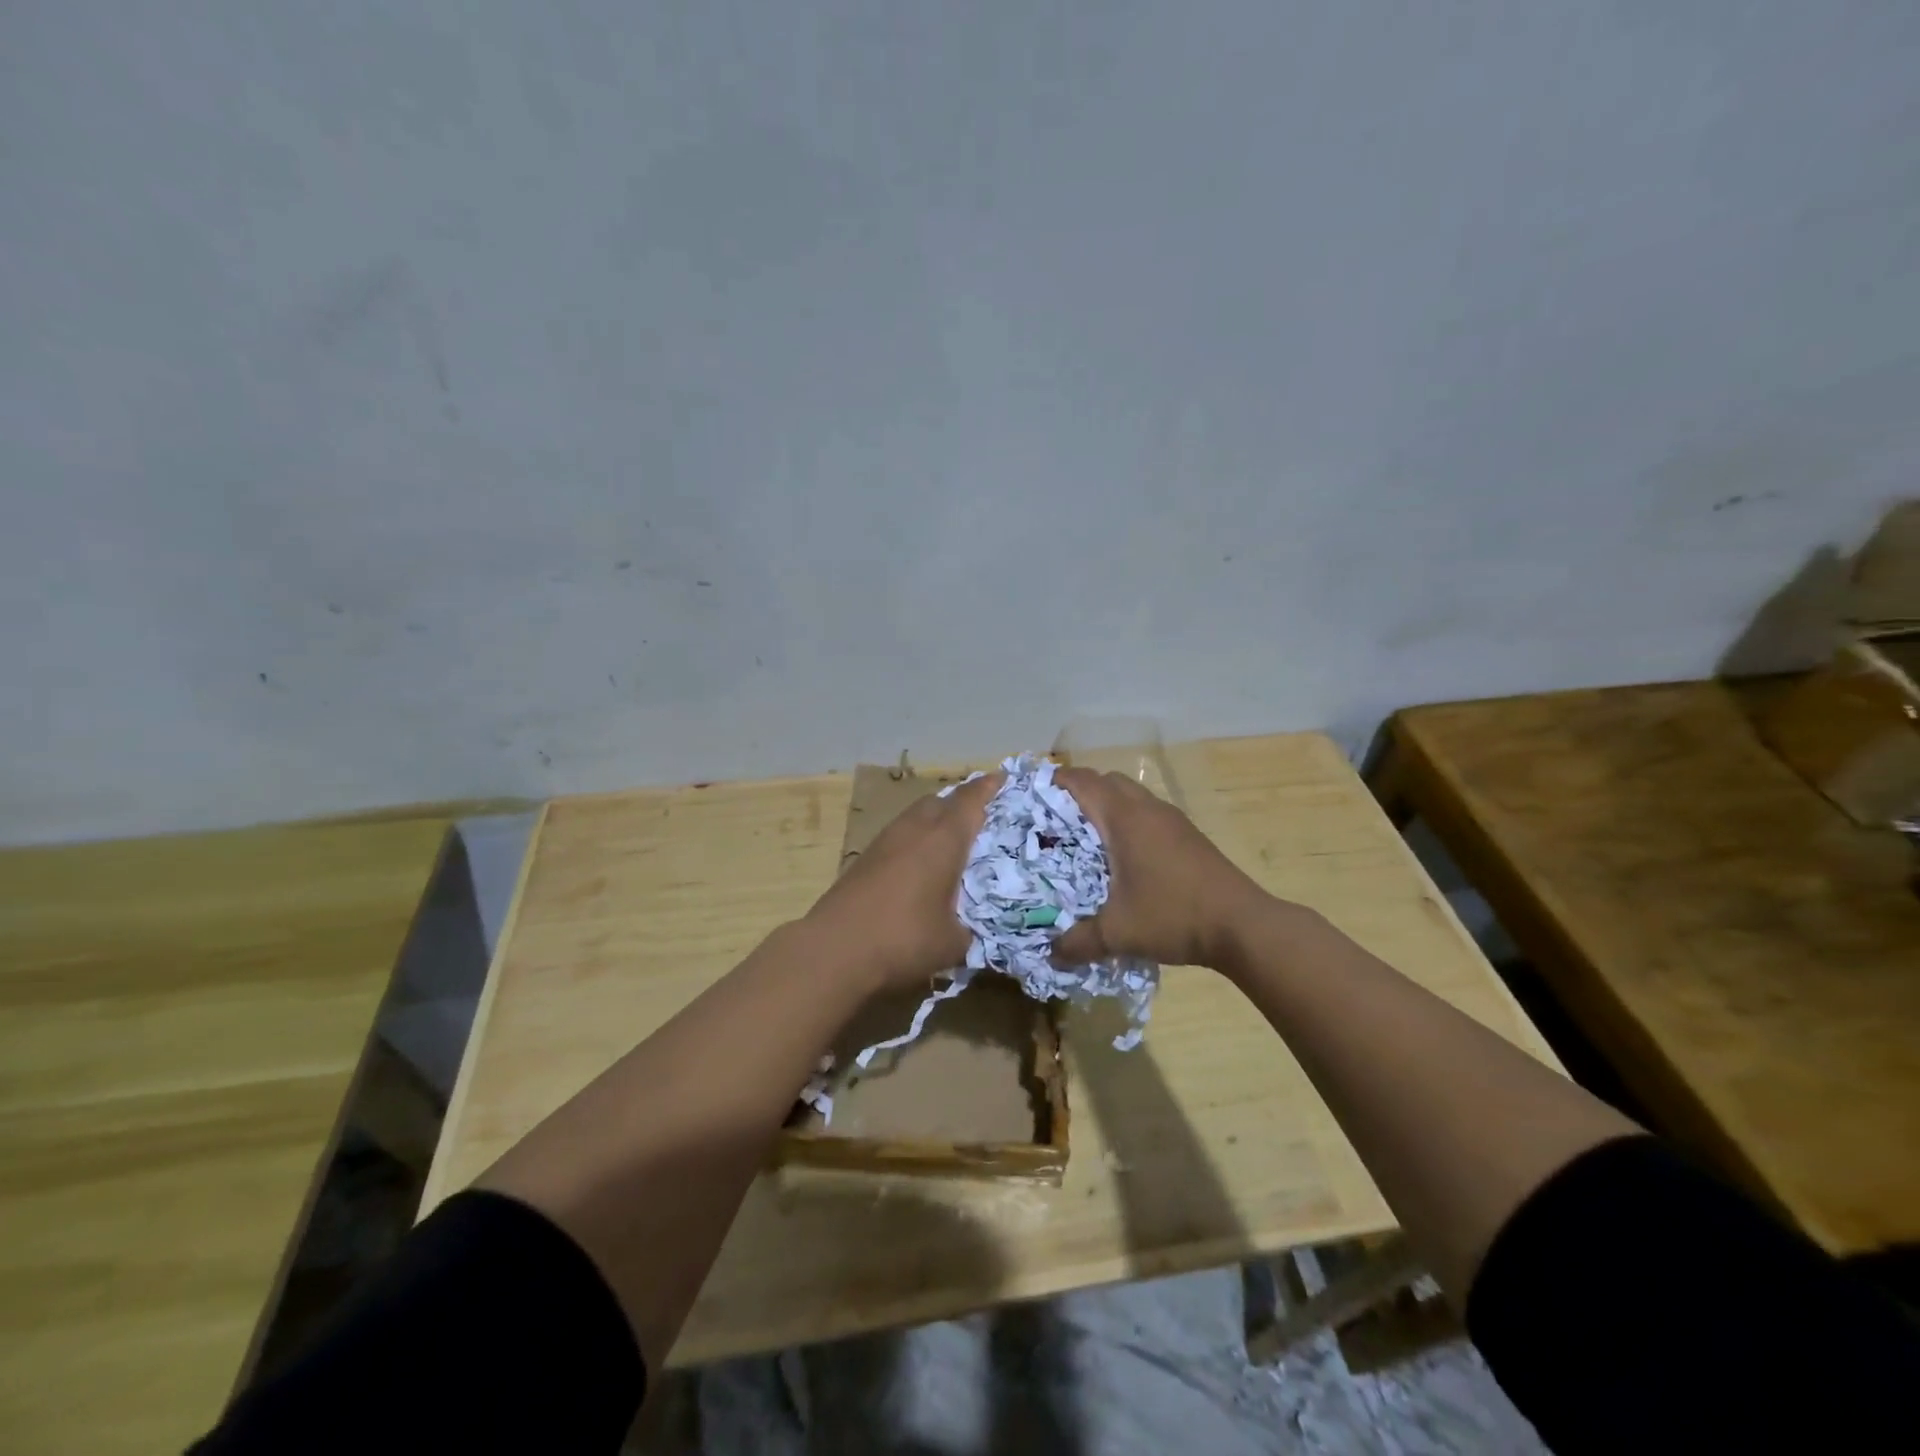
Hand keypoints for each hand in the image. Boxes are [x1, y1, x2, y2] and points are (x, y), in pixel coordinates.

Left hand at [802, 771, 1003, 994]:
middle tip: (980, 818)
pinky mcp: (864, 859)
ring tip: (950, 843)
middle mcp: (914, 830)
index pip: (971, 801)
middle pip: (940, 801)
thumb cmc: (903, 939)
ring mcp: (884, 842)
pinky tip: (919, 867)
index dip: (988, 788)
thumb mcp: (953, 943)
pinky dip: (915, 841)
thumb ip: (971, 929)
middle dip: (960, 804)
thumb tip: (974, 929)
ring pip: (915, 817)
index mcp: (943, 840)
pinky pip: (899, 836)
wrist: (833, 950)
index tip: (1002, 779)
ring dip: (934, 822)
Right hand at [1050, 767, 1272, 970]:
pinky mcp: (1188, 835)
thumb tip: (1051, 953)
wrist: (1243, 925)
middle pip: (1106, 781)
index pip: (1082, 781)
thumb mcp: (1118, 933)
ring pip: (1131, 796)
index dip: (1054, 783)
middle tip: (1056, 822)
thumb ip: (1078, 941)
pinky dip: (1128, 822)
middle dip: (1079, 794)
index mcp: (1124, 818)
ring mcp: (1172, 819)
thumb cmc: (1174, 916)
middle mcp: (1147, 809)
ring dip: (1107, 808)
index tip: (1030, 798)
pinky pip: (1148, 814)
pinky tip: (1124, 859)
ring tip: (1086, 840)